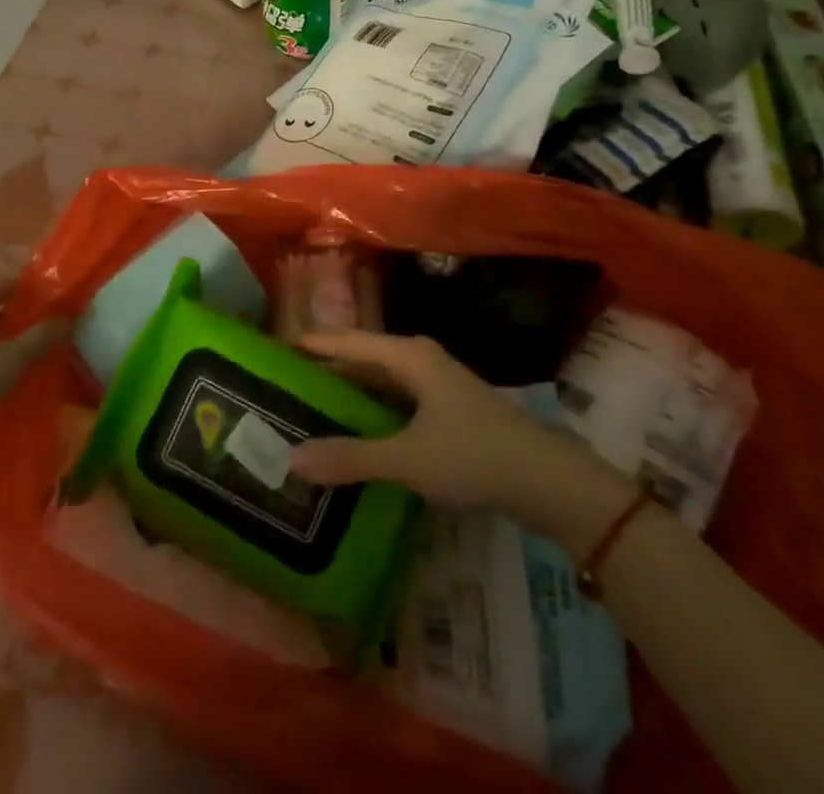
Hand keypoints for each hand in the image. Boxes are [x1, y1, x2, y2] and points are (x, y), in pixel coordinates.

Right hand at [288, 331, 635, 552]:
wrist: (549, 482)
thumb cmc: (474, 456)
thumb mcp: (407, 459)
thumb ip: (350, 458)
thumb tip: (291, 459)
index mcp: (409, 356)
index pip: (347, 340)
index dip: (312, 344)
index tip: (274, 348)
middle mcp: (420, 360)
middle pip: (362, 358)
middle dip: (326, 372)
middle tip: (284, 387)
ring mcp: (436, 385)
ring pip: (380, 382)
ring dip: (349, 395)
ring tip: (309, 412)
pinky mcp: (447, 410)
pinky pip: (396, 402)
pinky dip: (371, 413)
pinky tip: (355, 436)